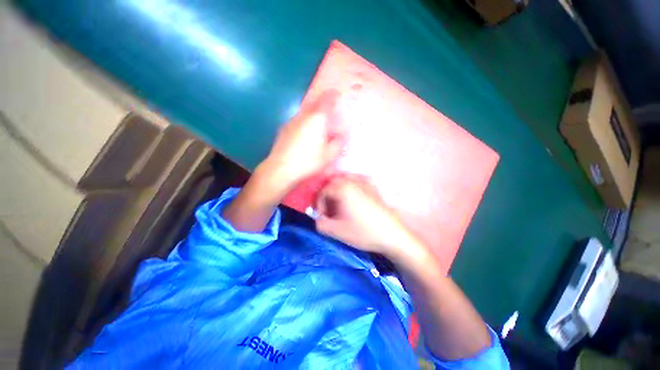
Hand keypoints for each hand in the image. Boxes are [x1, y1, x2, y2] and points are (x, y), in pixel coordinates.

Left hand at [258, 90, 343, 195]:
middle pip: (314, 103)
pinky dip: (304, 122)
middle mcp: (304, 116)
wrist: (281, 168)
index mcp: (317, 118)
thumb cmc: (308, 161)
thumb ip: (338, 143)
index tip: (337, 94)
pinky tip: (305, 133)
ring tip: (318, 123)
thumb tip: (341, 136)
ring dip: (313, 113)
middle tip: (330, 109)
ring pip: (305, 112)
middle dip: (323, 103)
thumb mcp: (329, 155)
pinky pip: (298, 120)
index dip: (333, 95)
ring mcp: (292, 121)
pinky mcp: (284, 129)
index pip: (326, 99)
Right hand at [315, 175, 414, 257]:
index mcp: (342, 188)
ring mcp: (364, 182)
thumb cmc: (363, 231)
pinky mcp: (373, 186)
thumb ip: (320, 224)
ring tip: (338, 204)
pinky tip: (352, 197)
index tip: (322, 216)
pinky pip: (356, 181)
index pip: (323, 191)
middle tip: (328, 209)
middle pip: (332, 183)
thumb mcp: (336, 231)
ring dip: (337, 190)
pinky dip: (349, 186)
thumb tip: (318, 218)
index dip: (319, 204)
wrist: (391, 234)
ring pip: (344, 180)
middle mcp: (352, 180)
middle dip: (327, 195)